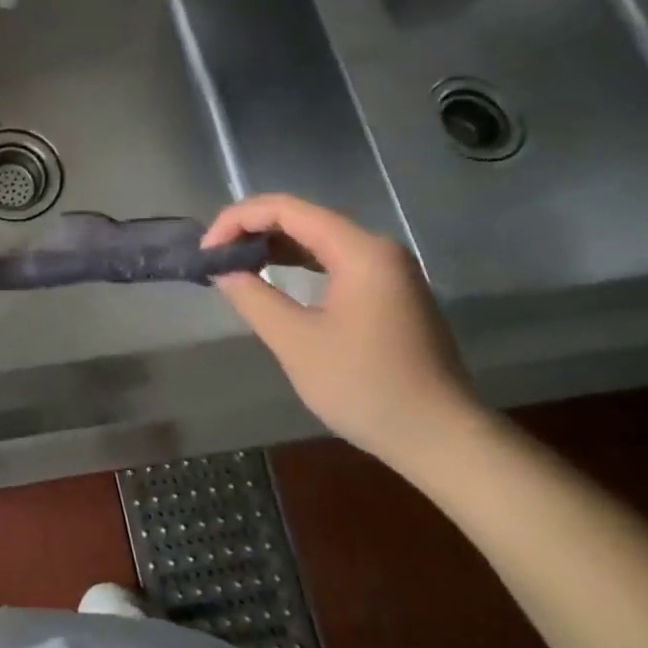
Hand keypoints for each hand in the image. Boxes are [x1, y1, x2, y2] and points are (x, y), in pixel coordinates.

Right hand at [203, 194, 485, 468]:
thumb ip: (253, 296)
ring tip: (235, 265)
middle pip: (303, 218)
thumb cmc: (365, 387)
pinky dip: (298, 263)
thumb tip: (222, 270)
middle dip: (252, 230)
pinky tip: (273, 277)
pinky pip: (334, 260)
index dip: (237, 220)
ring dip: (273, 246)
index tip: (206, 251)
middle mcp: (377, 248)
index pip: (286, 209)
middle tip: (215, 258)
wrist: (441, 437)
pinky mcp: (390, 291)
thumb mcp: (296, 342)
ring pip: (318, 238)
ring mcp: (388, 269)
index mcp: (359, 251)